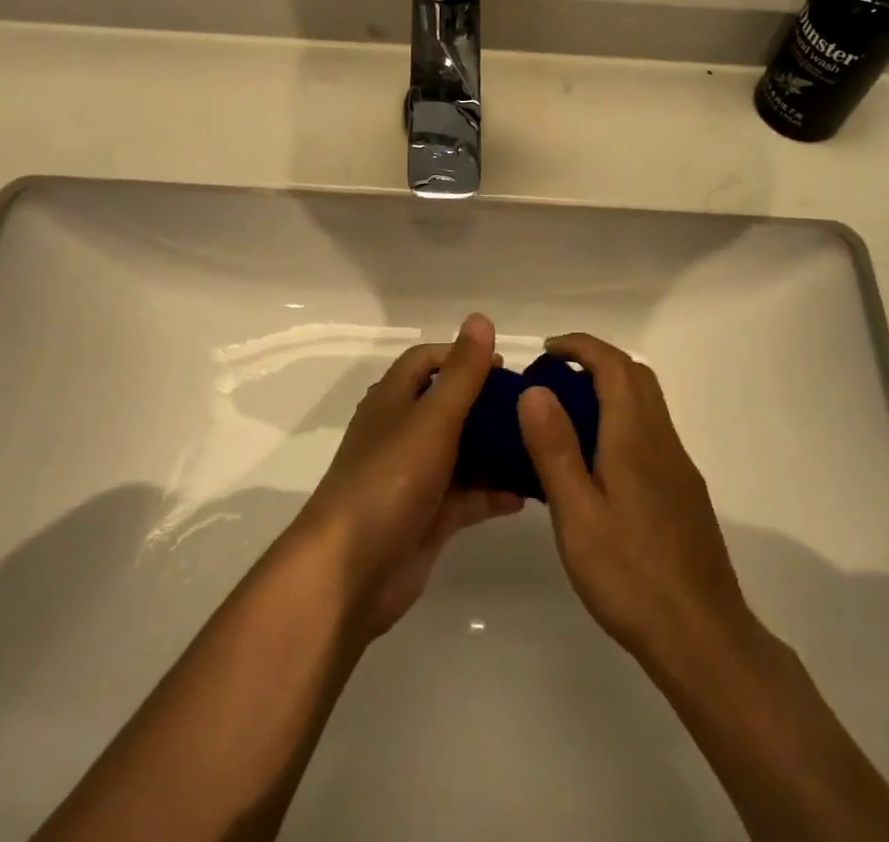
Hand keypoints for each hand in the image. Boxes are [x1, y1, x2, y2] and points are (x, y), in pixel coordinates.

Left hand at [292, 314, 523, 636]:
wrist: (350, 572)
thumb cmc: (390, 479)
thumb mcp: (432, 418)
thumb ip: (462, 372)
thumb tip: (480, 317)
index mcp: (394, 400)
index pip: (427, 361)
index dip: (462, 356)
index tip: (503, 367)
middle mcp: (401, 433)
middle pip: (448, 406)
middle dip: (487, 405)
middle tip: (531, 410)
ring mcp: (413, 478)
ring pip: (461, 453)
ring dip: (495, 450)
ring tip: (539, 448)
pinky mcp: (426, 518)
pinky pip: (466, 497)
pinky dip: (492, 493)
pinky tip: (525, 494)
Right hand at [518, 333, 754, 673]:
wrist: (704, 638)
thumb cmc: (631, 576)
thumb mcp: (577, 514)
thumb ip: (555, 449)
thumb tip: (535, 389)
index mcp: (634, 437)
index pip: (613, 365)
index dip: (580, 346)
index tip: (546, 350)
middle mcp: (662, 440)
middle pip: (636, 376)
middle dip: (596, 361)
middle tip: (554, 376)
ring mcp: (678, 467)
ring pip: (647, 403)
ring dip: (611, 389)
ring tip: (568, 414)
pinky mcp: (684, 492)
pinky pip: (651, 432)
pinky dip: (622, 419)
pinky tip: (598, 461)